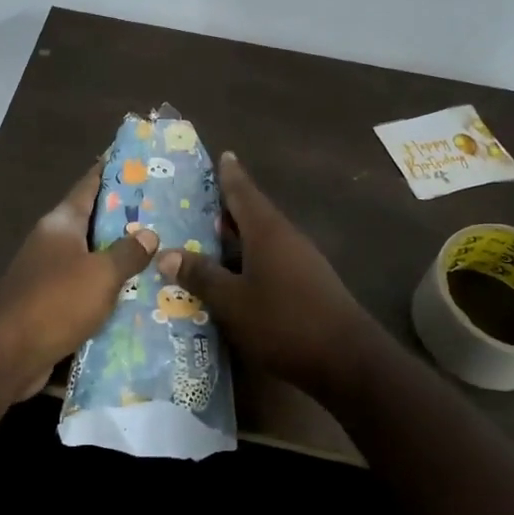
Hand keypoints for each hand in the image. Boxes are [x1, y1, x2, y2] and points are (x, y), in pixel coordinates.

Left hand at [0, 163, 158, 399]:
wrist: (6, 354)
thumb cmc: (56, 301)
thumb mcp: (101, 274)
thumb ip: (127, 252)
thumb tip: (149, 234)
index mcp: (61, 223)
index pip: (89, 185)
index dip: (111, 171)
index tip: (136, 160)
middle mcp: (52, 242)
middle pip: (92, 222)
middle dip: (124, 218)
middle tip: (164, 212)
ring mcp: (48, 273)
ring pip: (90, 257)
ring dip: (118, 257)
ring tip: (159, 253)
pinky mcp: (49, 304)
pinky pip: (85, 289)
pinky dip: (107, 289)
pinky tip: (136, 295)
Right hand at [157, 152, 387, 392]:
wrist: (347, 359)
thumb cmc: (284, 322)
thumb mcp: (232, 301)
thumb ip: (201, 276)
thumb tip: (166, 253)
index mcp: (267, 231)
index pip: (243, 192)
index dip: (230, 175)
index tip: (223, 154)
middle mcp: (286, 238)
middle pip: (253, 214)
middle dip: (227, 207)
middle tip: (198, 201)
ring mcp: (301, 261)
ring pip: (262, 239)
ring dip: (237, 237)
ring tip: (208, 239)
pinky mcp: (309, 283)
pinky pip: (272, 259)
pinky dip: (250, 259)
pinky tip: (235, 276)